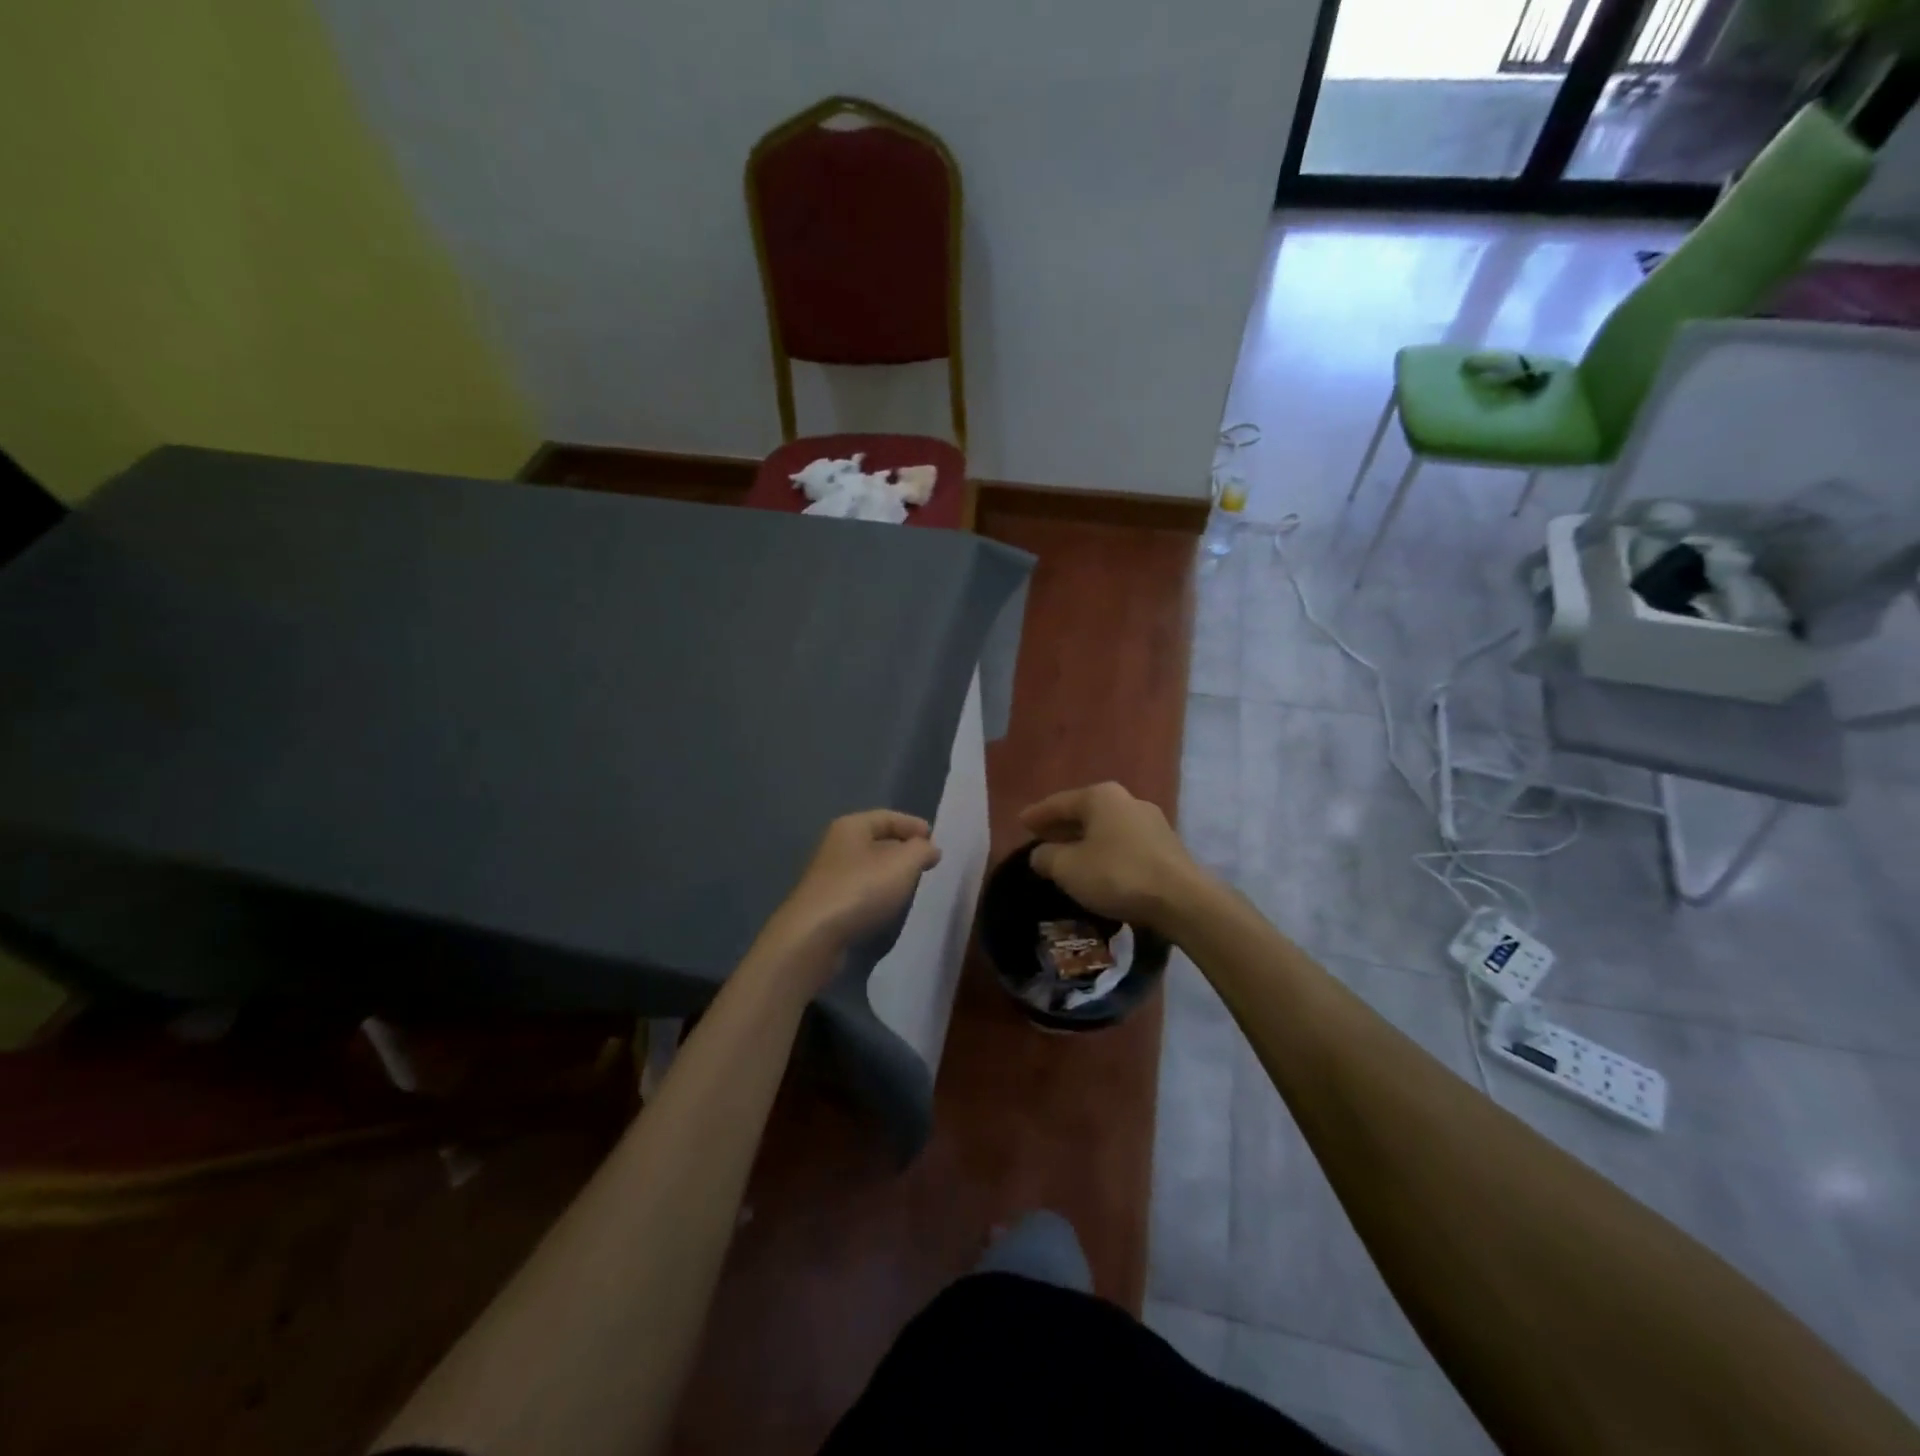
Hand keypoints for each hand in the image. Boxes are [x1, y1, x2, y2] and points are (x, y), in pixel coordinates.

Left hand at [766, 810, 941, 954]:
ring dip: (890, 873)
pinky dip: (878, 892)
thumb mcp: (903, 864)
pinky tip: (890, 905)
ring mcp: (829, 875)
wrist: (813, 937)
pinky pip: (860, 889)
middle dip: (903, 849)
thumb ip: (922, 850)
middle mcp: (836, 845)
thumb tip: (930, 848)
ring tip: (914, 884)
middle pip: (877, 840)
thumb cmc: (861, 889)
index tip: (936, 841)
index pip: (888, 817)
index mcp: (851, 826)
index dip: (914, 825)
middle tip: (928, 862)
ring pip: (868, 866)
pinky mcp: (827, 903)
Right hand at [1020, 782, 1209, 934]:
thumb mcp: (1068, 868)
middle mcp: (1127, 800)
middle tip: (1041, 837)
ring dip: (1086, 840)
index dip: (1037, 814)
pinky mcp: (1166, 846)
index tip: (1020, 821)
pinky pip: (1124, 844)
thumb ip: (1047, 857)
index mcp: (1100, 796)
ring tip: (1069, 856)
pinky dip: (1106, 852)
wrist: (1182, 899)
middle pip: (1085, 812)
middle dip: (1062, 826)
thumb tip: (1040, 854)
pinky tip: (1099, 868)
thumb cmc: (1117, 875)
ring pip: (1106, 828)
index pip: (1059, 802)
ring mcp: (1151, 822)